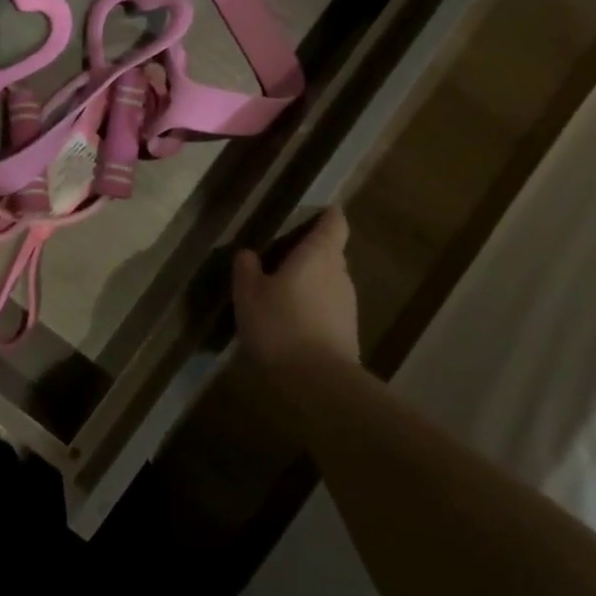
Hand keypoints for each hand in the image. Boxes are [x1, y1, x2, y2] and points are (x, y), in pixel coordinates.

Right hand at [232, 208, 359, 383]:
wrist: (318, 383)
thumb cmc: (280, 325)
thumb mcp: (249, 293)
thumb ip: (247, 268)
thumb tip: (248, 253)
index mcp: (319, 255)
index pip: (334, 223)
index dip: (326, 215)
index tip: (312, 212)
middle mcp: (340, 274)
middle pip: (330, 253)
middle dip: (309, 252)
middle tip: (280, 256)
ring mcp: (347, 305)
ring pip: (328, 282)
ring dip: (309, 282)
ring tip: (280, 291)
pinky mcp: (347, 332)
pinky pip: (328, 307)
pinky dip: (312, 307)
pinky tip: (290, 321)